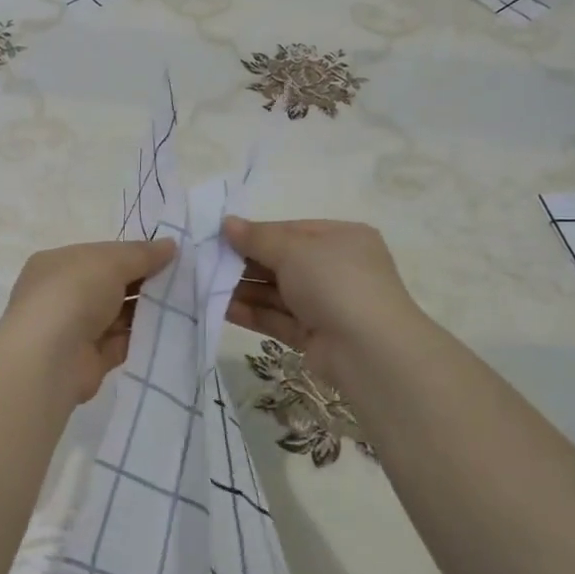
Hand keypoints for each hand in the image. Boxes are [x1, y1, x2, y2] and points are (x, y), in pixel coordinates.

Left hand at [0, 237, 177, 402]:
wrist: (50, 358)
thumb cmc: (74, 294)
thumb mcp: (111, 261)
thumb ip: (142, 253)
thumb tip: (171, 245)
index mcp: (57, 265)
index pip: (100, 255)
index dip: (132, 254)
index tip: (168, 256)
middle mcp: (62, 295)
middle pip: (110, 285)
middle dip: (142, 282)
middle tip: (182, 279)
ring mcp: (74, 329)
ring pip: (118, 315)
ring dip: (146, 310)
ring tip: (184, 303)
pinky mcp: (90, 360)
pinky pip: (122, 343)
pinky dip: (142, 337)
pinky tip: (171, 330)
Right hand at [223, 217, 427, 389]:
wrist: (369, 350)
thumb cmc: (335, 283)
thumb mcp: (293, 250)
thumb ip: (257, 238)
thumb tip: (227, 223)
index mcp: (342, 239)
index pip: (292, 230)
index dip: (256, 233)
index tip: (221, 238)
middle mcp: (337, 269)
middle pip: (283, 262)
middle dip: (246, 263)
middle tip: (207, 263)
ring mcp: (327, 304)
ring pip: (278, 292)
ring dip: (244, 289)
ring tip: (206, 286)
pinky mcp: (315, 335)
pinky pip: (278, 318)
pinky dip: (252, 313)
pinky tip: (221, 309)